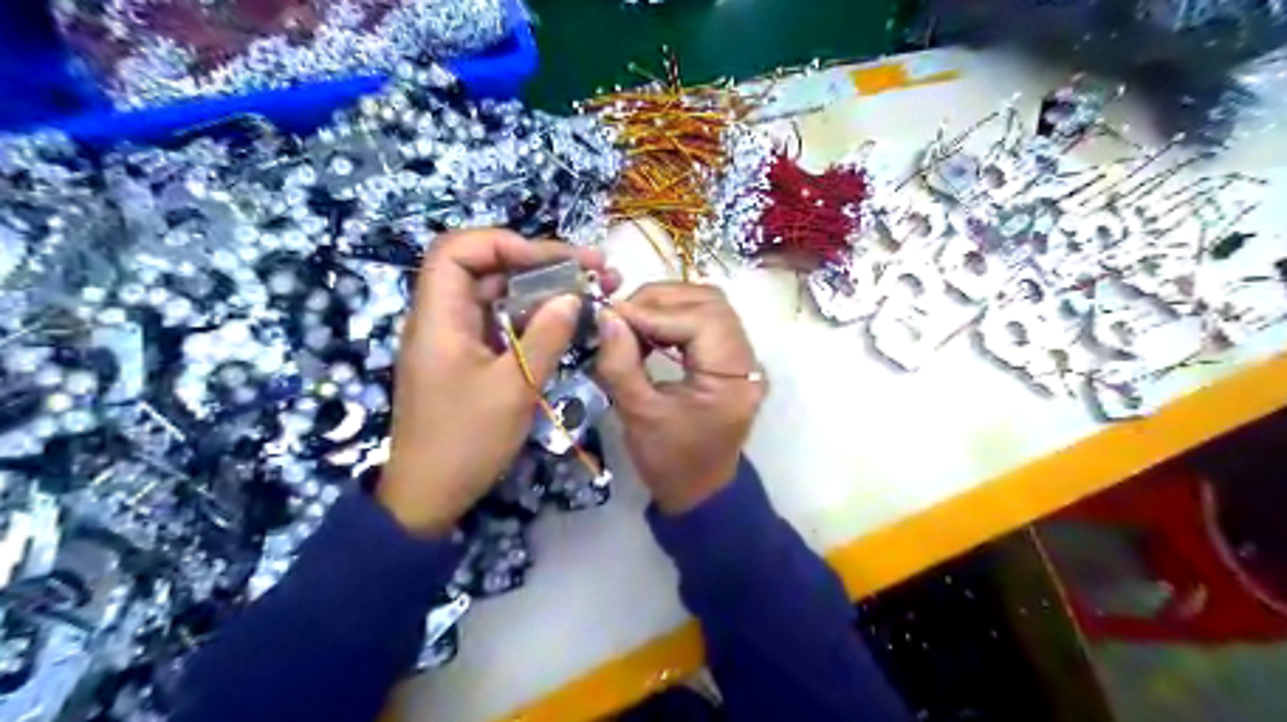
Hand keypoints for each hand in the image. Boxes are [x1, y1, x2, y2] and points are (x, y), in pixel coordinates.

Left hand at [381, 229, 616, 536]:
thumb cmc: (466, 441)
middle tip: (591, 269)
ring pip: (498, 295)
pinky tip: (565, 321)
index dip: (505, 243)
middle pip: (485, 267)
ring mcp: (456, 339)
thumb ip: (545, 337)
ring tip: (589, 290)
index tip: (554, 260)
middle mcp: (443, 318)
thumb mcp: (514, 389)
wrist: (431, 494)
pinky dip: (532, 316)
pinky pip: (501, 323)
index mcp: (439, 318)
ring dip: (541, 289)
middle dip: (538, 262)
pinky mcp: (469, 358)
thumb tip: (571, 296)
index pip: (458, 250)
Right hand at [596, 281, 761, 513]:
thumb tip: (607, 314)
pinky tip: (648, 330)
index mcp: (734, 379)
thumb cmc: (670, 461)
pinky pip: (706, 322)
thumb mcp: (638, 414)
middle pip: (710, 303)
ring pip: (709, 306)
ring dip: (667, 305)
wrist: (699, 491)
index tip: (612, 314)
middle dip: (661, 300)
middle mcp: (747, 361)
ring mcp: (743, 358)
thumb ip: (621, 362)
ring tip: (631, 321)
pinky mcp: (731, 360)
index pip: (700, 321)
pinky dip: (675, 318)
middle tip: (621, 314)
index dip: (653, 311)